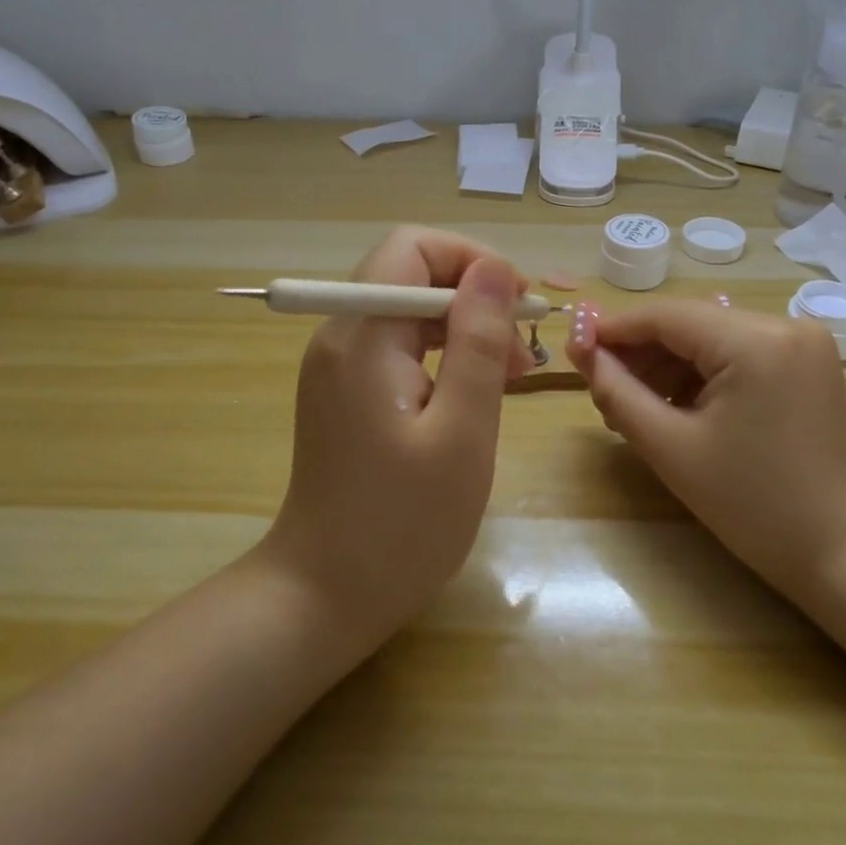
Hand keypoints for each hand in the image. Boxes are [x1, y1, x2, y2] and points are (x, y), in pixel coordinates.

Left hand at [261, 227, 534, 649]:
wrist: (324, 596)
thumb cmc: (402, 524)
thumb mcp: (461, 432)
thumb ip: (478, 342)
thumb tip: (494, 267)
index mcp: (361, 336)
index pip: (411, 248)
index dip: (471, 260)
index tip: (516, 307)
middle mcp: (340, 336)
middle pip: (410, 275)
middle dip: (474, 298)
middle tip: (521, 354)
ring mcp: (338, 366)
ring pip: (408, 312)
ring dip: (463, 329)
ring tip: (510, 377)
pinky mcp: (346, 392)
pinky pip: (399, 347)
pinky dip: (442, 356)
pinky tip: (473, 395)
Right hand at [565, 297, 845, 602]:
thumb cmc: (755, 506)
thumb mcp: (672, 448)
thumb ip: (618, 393)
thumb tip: (582, 353)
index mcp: (755, 339)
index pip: (665, 316)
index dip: (614, 330)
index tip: (574, 351)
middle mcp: (784, 324)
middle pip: (690, 324)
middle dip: (641, 354)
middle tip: (602, 392)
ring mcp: (803, 343)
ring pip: (713, 339)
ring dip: (670, 366)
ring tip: (636, 408)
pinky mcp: (809, 365)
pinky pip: (740, 355)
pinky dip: (704, 376)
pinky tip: (679, 408)